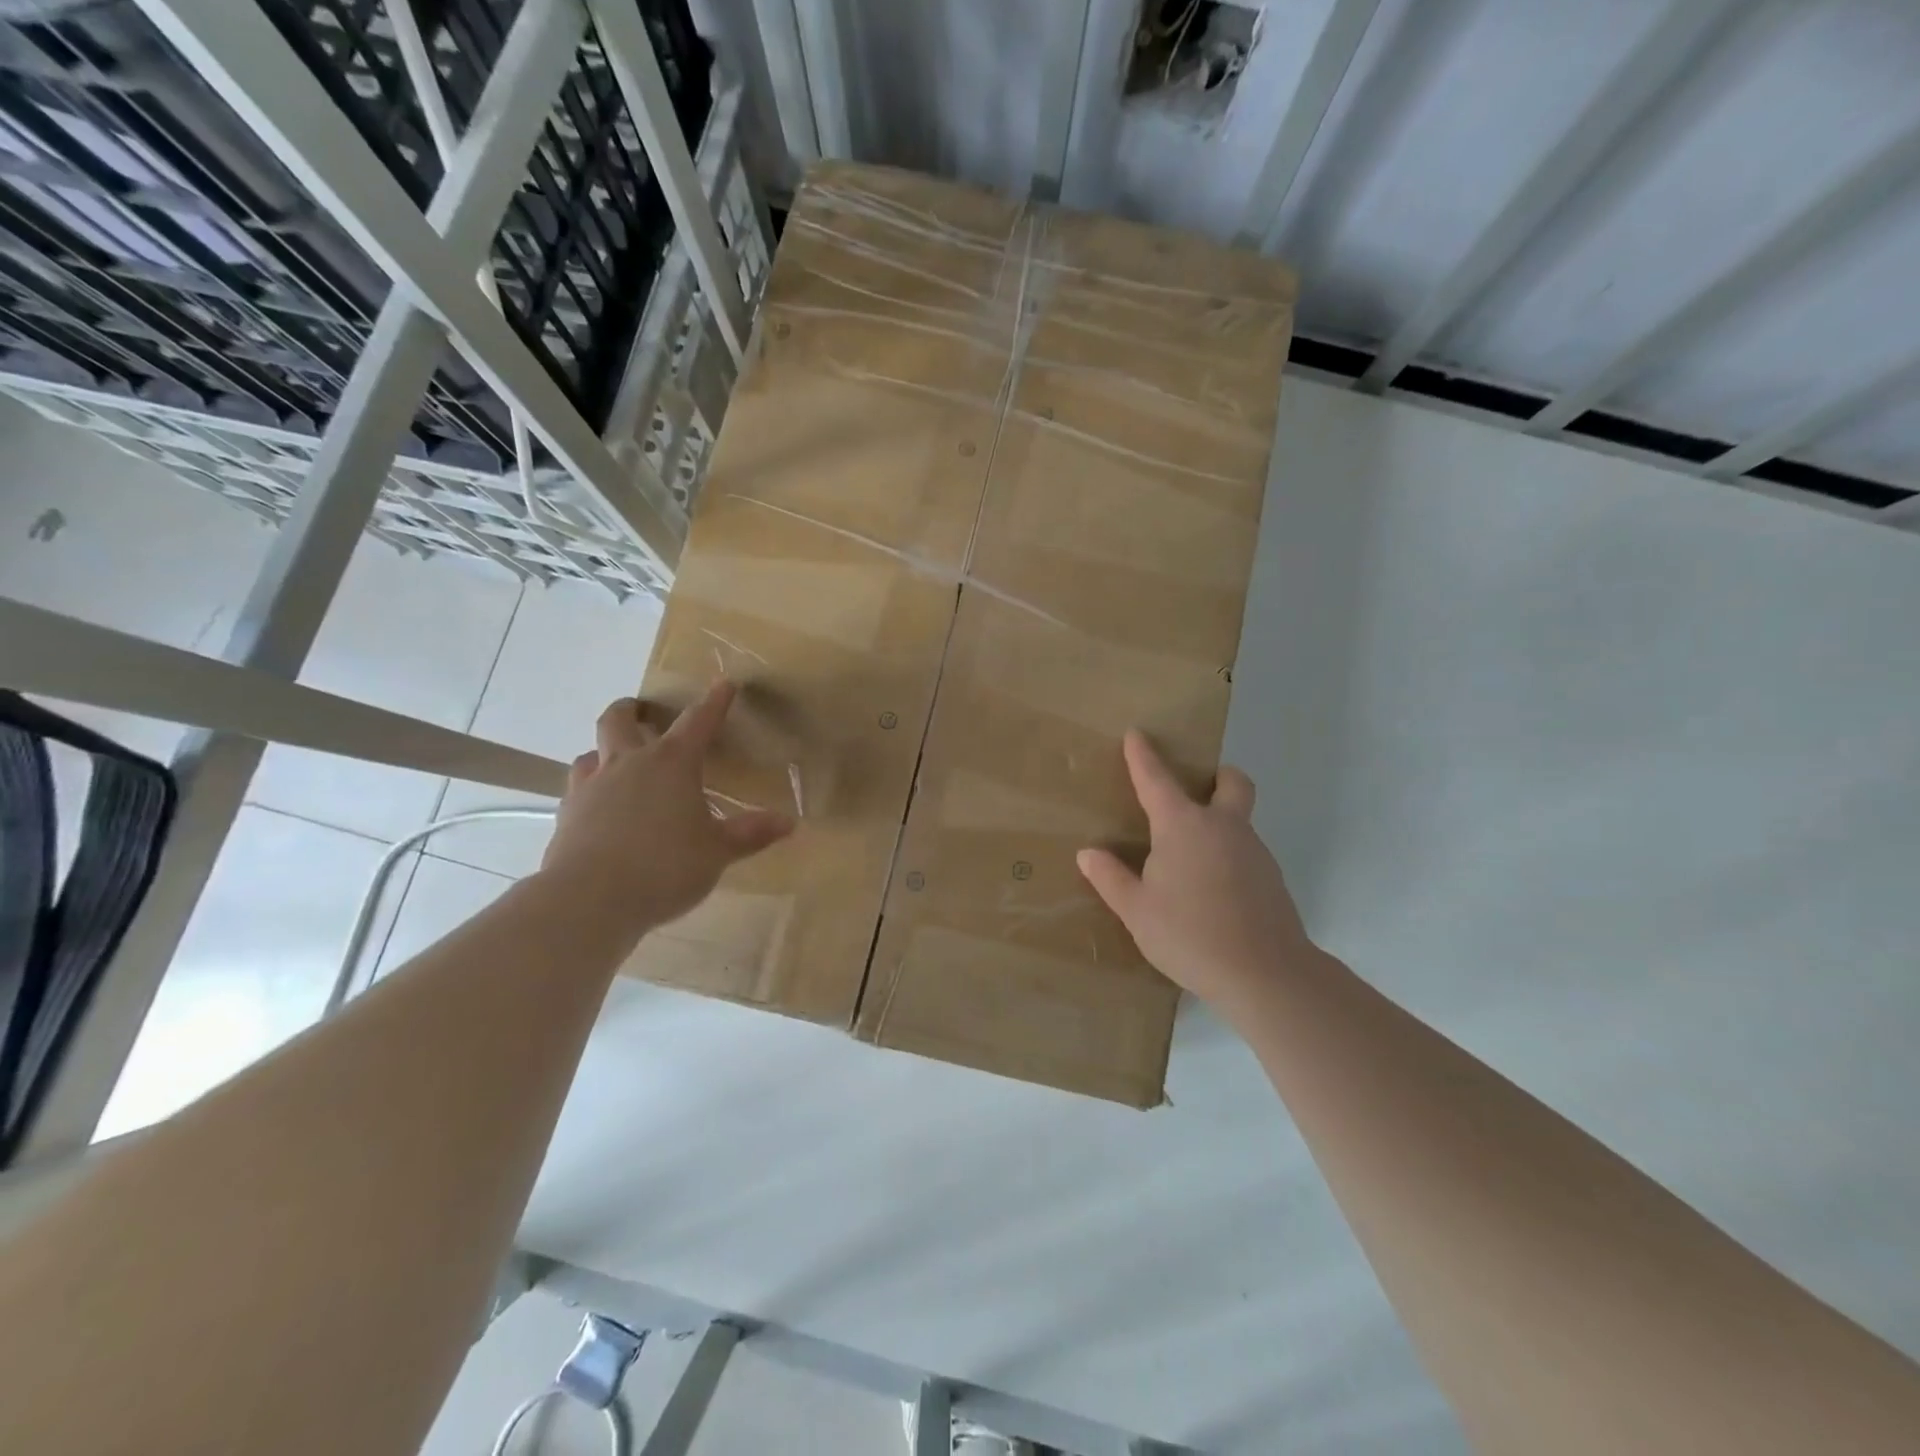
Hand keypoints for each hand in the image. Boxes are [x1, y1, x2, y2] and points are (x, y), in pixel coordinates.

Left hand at [539, 680, 793, 940]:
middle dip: (633, 710)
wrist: (589, 899)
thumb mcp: (717, 852)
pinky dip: (591, 786)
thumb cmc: (665, 866)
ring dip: (606, 748)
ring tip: (617, 760)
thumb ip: (750, 833)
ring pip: (591, 751)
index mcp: (671, 764)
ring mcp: (591, 786)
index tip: (725, 684)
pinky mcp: (567, 814)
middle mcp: (628, 763)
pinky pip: (577, 787)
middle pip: (621, 720)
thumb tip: (788, 822)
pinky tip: (599, 805)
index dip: (714, 702)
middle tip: (642, 711)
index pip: (698, 721)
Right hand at [1077, 731, 1318, 1019]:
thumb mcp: (1137, 911)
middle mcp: (1223, 827)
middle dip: (1216, 776)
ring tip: (1191, 862)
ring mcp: (1254, 851)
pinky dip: (1229, 855)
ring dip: (1220, 822)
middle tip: (1197, 791)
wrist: (1266, 974)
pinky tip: (1213, 891)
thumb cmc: (1190, 935)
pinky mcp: (1272, 878)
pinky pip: (1246, 851)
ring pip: (1240, 819)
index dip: (1143, 755)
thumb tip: (1089, 853)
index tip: (1137, 733)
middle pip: (1230, 783)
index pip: (1157, 779)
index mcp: (1183, 827)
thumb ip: (1111, 878)